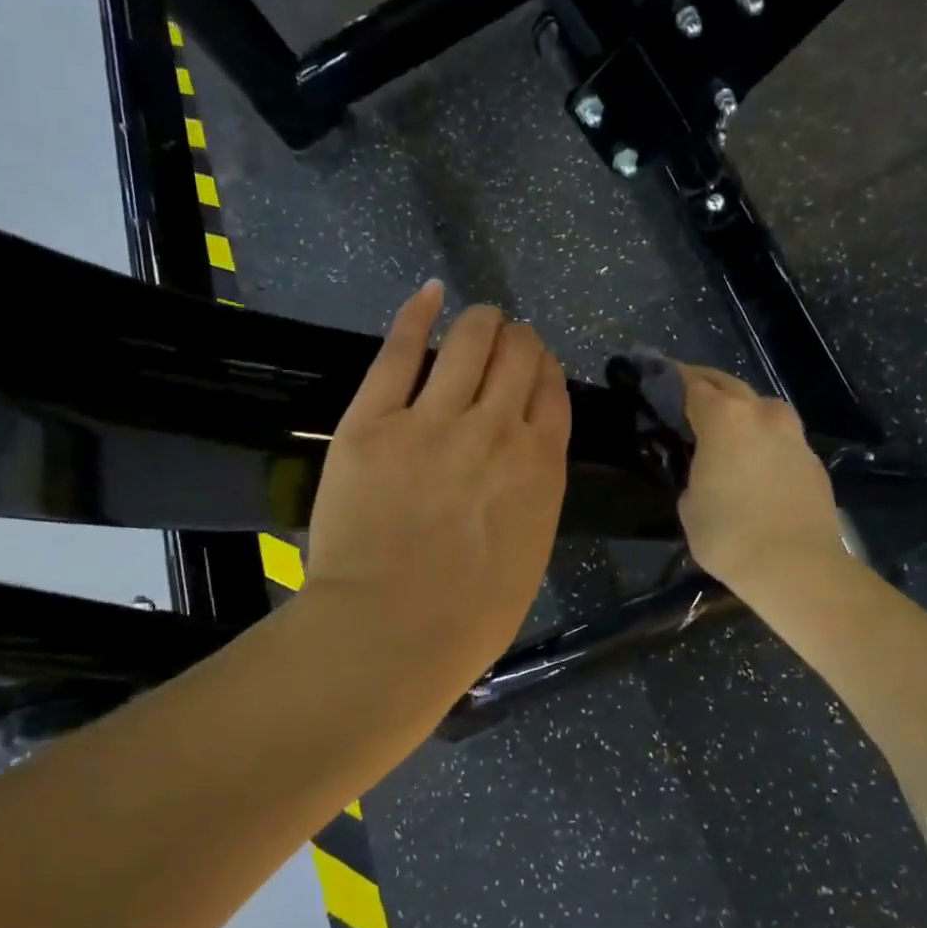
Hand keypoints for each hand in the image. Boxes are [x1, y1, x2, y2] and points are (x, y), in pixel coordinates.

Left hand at [305, 281, 570, 696]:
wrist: (392, 632)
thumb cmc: (469, 617)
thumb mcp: (529, 554)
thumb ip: (532, 497)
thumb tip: (522, 464)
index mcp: (541, 466)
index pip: (552, 392)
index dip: (545, 370)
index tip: (535, 366)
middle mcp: (496, 428)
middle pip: (518, 355)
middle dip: (518, 339)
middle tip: (506, 340)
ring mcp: (433, 418)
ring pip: (469, 339)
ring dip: (480, 321)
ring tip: (477, 317)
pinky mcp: (373, 420)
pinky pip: (399, 352)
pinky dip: (417, 315)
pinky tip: (428, 295)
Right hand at [675, 364, 848, 600]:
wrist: (796, 566)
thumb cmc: (728, 535)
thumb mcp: (689, 504)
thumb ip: (694, 473)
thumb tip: (707, 470)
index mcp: (724, 418)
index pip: (692, 384)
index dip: (673, 379)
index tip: (660, 379)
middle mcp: (762, 414)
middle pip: (730, 385)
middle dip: (707, 385)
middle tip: (688, 395)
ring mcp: (793, 435)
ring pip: (763, 408)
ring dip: (743, 410)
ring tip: (727, 429)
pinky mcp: (813, 460)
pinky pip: (781, 438)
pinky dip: (764, 440)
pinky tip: (755, 463)